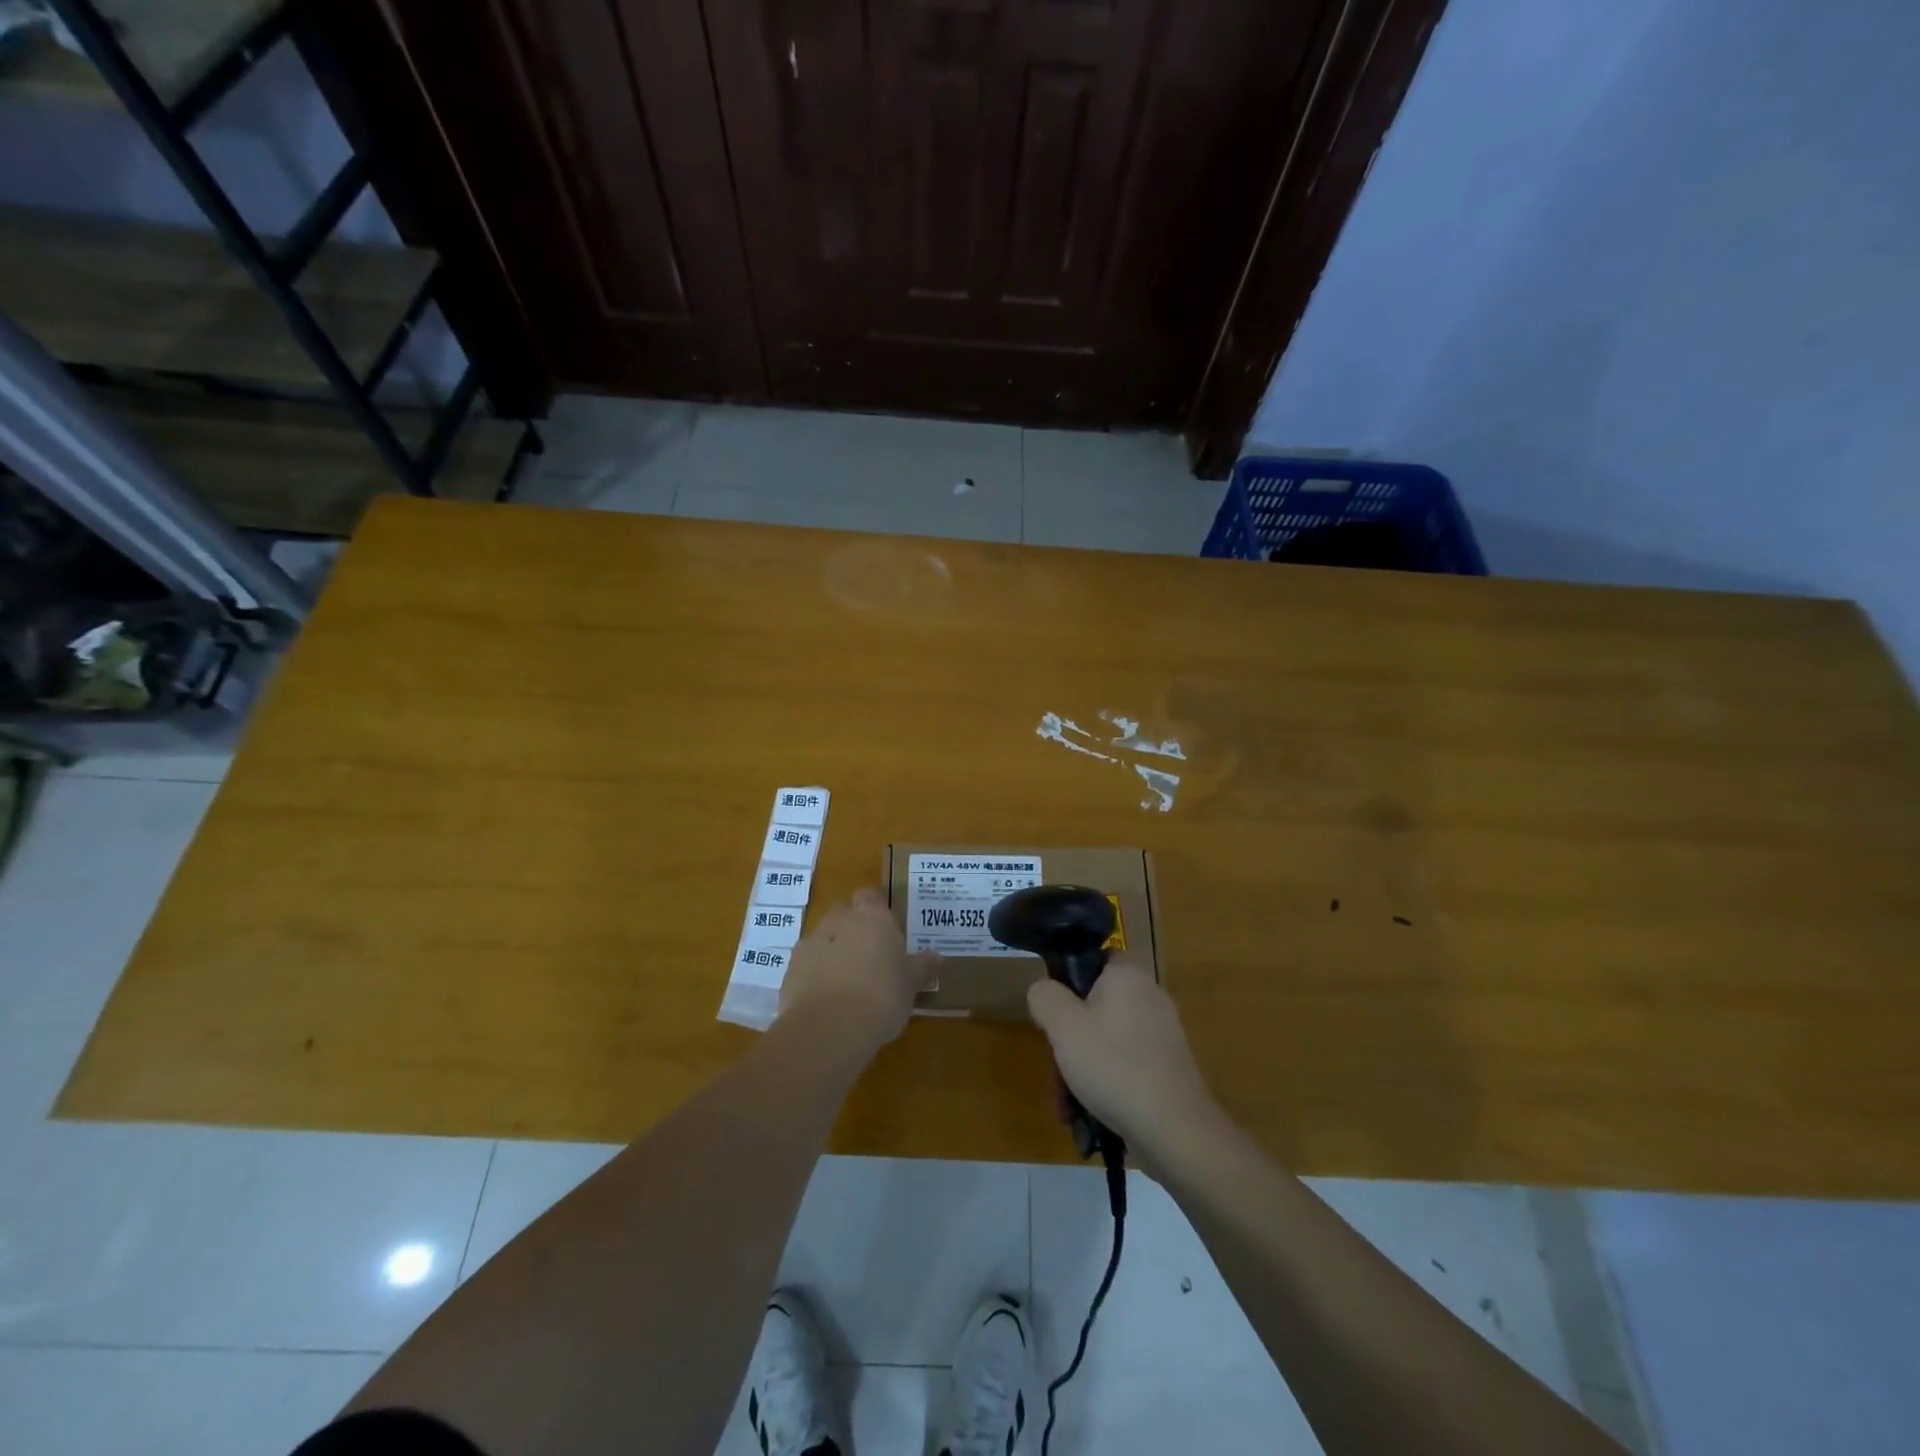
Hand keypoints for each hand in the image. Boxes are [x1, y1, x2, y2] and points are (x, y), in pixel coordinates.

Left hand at [780, 888, 940, 1052]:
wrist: (829, 1026)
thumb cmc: (882, 996)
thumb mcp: (911, 984)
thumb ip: (922, 967)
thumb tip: (937, 957)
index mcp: (873, 917)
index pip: (872, 895)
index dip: (877, 907)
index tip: (887, 925)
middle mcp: (840, 920)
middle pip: (845, 911)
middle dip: (854, 925)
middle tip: (870, 951)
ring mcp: (812, 941)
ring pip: (825, 936)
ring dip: (834, 948)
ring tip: (849, 977)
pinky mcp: (792, 967)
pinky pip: (808, 961)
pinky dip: (817, 971)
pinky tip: (828, 995)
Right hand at [1026, 956, 1219, 1158]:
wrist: (1172, 1128)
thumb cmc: (1113, 1065)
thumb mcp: (1062, 1025)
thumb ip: (1045, 996)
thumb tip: (1044, 990)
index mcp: (1128, 975)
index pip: (1095, 957)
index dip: (1069, 977)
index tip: (1054, 1009)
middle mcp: (1150, 996)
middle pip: (1097, 1003)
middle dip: (1071, 1035)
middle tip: (1057, 1061)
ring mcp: (1162, 1034)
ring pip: (1107, 1038)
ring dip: (1083, 1065)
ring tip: (1069, 1101)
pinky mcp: (1167, 1067)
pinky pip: (1125, 1063)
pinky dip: (1106, 1081)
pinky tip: (1092, 1113)